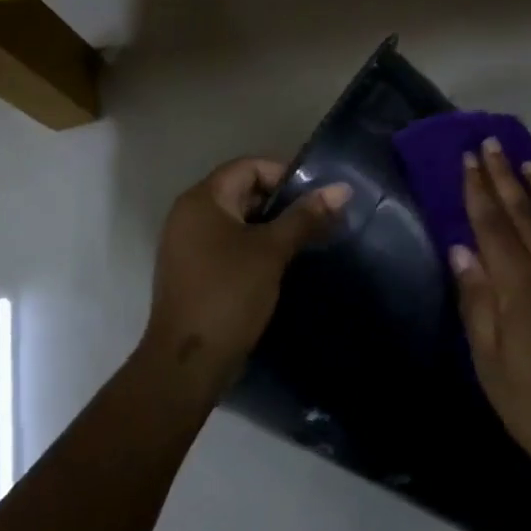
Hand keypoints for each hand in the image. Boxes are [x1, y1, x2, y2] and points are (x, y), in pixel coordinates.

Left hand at [145, 158, 350, 398]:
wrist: (188, 363)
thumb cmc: (229, 295)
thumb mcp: (272, 251)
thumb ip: (305, 217)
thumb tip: (342, 189)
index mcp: (202, 199)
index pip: (249, 167)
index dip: (285, 175)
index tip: (317, 197)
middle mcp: (189, 214)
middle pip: (242, 191)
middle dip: (282, 203)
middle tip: (318, 219)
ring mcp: (187, 244)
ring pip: (237, 220)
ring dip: (271, 227)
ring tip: (306, 241)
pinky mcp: (193, 270)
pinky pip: (228, 244)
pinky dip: (254, 246)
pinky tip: (281, 263)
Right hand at [452, 140, 530, 482]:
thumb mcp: (490, 361)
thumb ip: (476, 300)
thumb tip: (461, 249)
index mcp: (520, 286)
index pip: (492, 224)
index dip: (478, 190)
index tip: (467, 159)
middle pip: (523, 211)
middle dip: (504, 176)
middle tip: (490, 144)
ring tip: (524, 161)